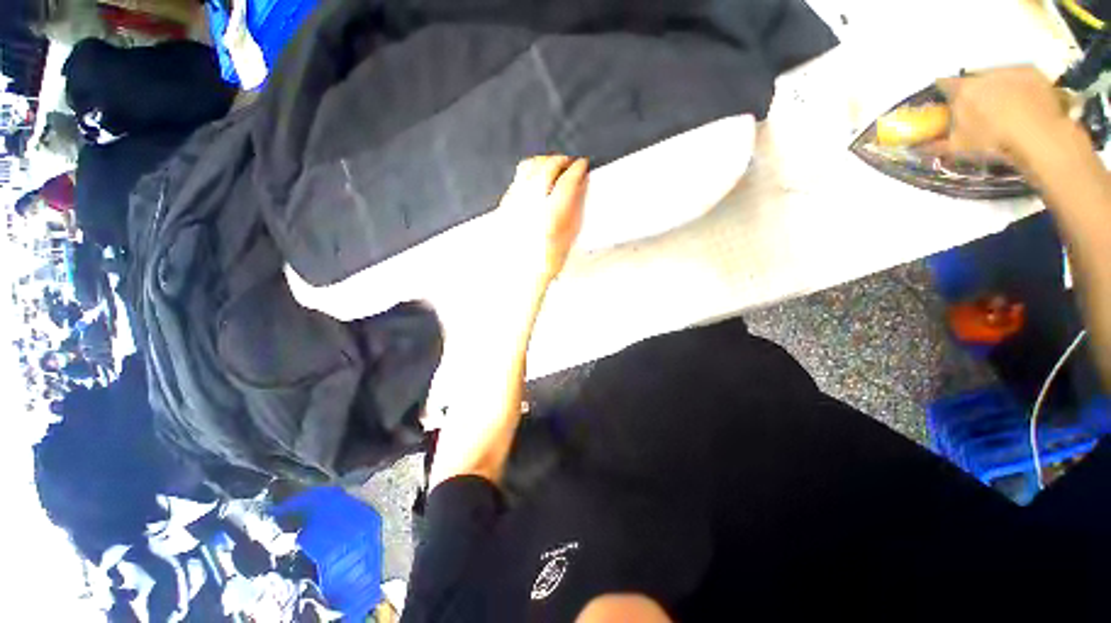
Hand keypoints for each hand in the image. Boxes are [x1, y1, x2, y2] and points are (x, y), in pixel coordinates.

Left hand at [497, 155, 588, 288]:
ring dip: (544, 161)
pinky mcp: (506, 203)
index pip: (567, 180)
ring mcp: (516, 201)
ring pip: (529, 166)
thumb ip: (575, 207)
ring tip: (553, 165)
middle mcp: (531, 203)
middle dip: (562, 160)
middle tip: (570, 163)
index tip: (583, 165)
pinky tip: (536, 179)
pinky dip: (530, 172)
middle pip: (548, 167)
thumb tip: (580, 186)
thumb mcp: (569, 236)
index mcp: (551, 214)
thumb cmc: (547, 260)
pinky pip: (518, 177)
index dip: (578, 168)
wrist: (522, 272)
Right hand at [936, 66, 1077, 169]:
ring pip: (996, 75)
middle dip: (973, 90)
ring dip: (996, 86)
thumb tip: (916, 145)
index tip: (946, 101)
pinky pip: (1020, 75)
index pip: (943, 84)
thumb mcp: (960, 148)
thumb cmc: (993, 142)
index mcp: (962, 90)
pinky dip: (1018, 86)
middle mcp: (983, 74)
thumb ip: (936, 144)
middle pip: (973, 79)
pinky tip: (1023, 101)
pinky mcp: (1032, 72)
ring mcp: (1010, 70)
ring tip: (1004, 104)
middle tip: (979, 106)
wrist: (1038, 137)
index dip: (943, 92)